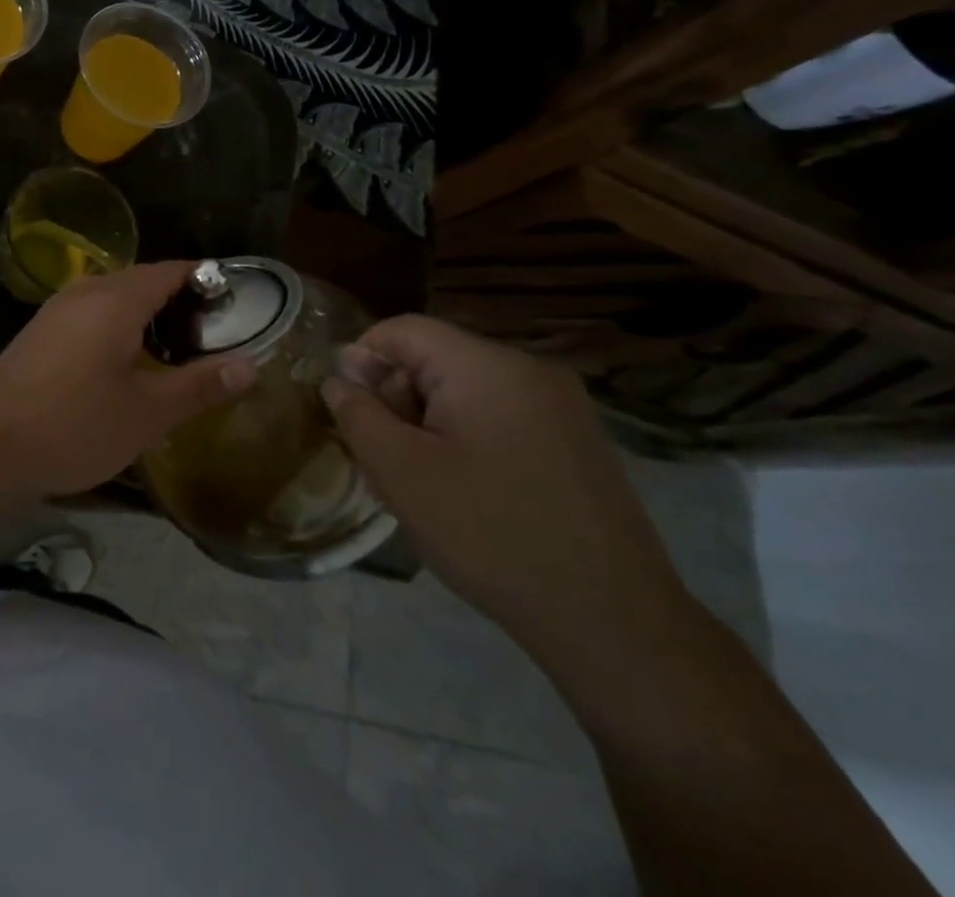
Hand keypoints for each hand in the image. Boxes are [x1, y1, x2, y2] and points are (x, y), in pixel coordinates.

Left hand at [0, 261, 254, 499]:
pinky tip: (127, 364)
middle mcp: (85, 291)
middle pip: (143, 280)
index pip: (172, 270)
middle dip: (179, 300)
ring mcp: (57, 309)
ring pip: (114, 297)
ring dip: (147, 315)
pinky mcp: (41, 331)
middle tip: (212, 336)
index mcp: (116, 299)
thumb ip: (200, 385)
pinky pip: (91, 313)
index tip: (236, 304)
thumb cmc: (75, 425)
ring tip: (177, 352)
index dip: (206, 280)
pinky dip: (118, 326)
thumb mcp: (148, 412)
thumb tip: (250, 365)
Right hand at [321, 315, 689, 666]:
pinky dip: (465, 441)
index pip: (402, 330)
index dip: (362, 362)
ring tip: (419, 487)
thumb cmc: (491, 536)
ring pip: (463, 392)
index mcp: (488, 365)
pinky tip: (463, 495)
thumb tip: (339, 377)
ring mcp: (560, 406)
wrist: (614, 625)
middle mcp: (529, 370)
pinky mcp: (575, 441)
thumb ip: (357, 413)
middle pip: (433, 359)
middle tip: (384, 462)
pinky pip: (497, 417)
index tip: (350, 415)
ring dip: (427, 426)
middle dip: (396, 401)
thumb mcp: (401, 472)